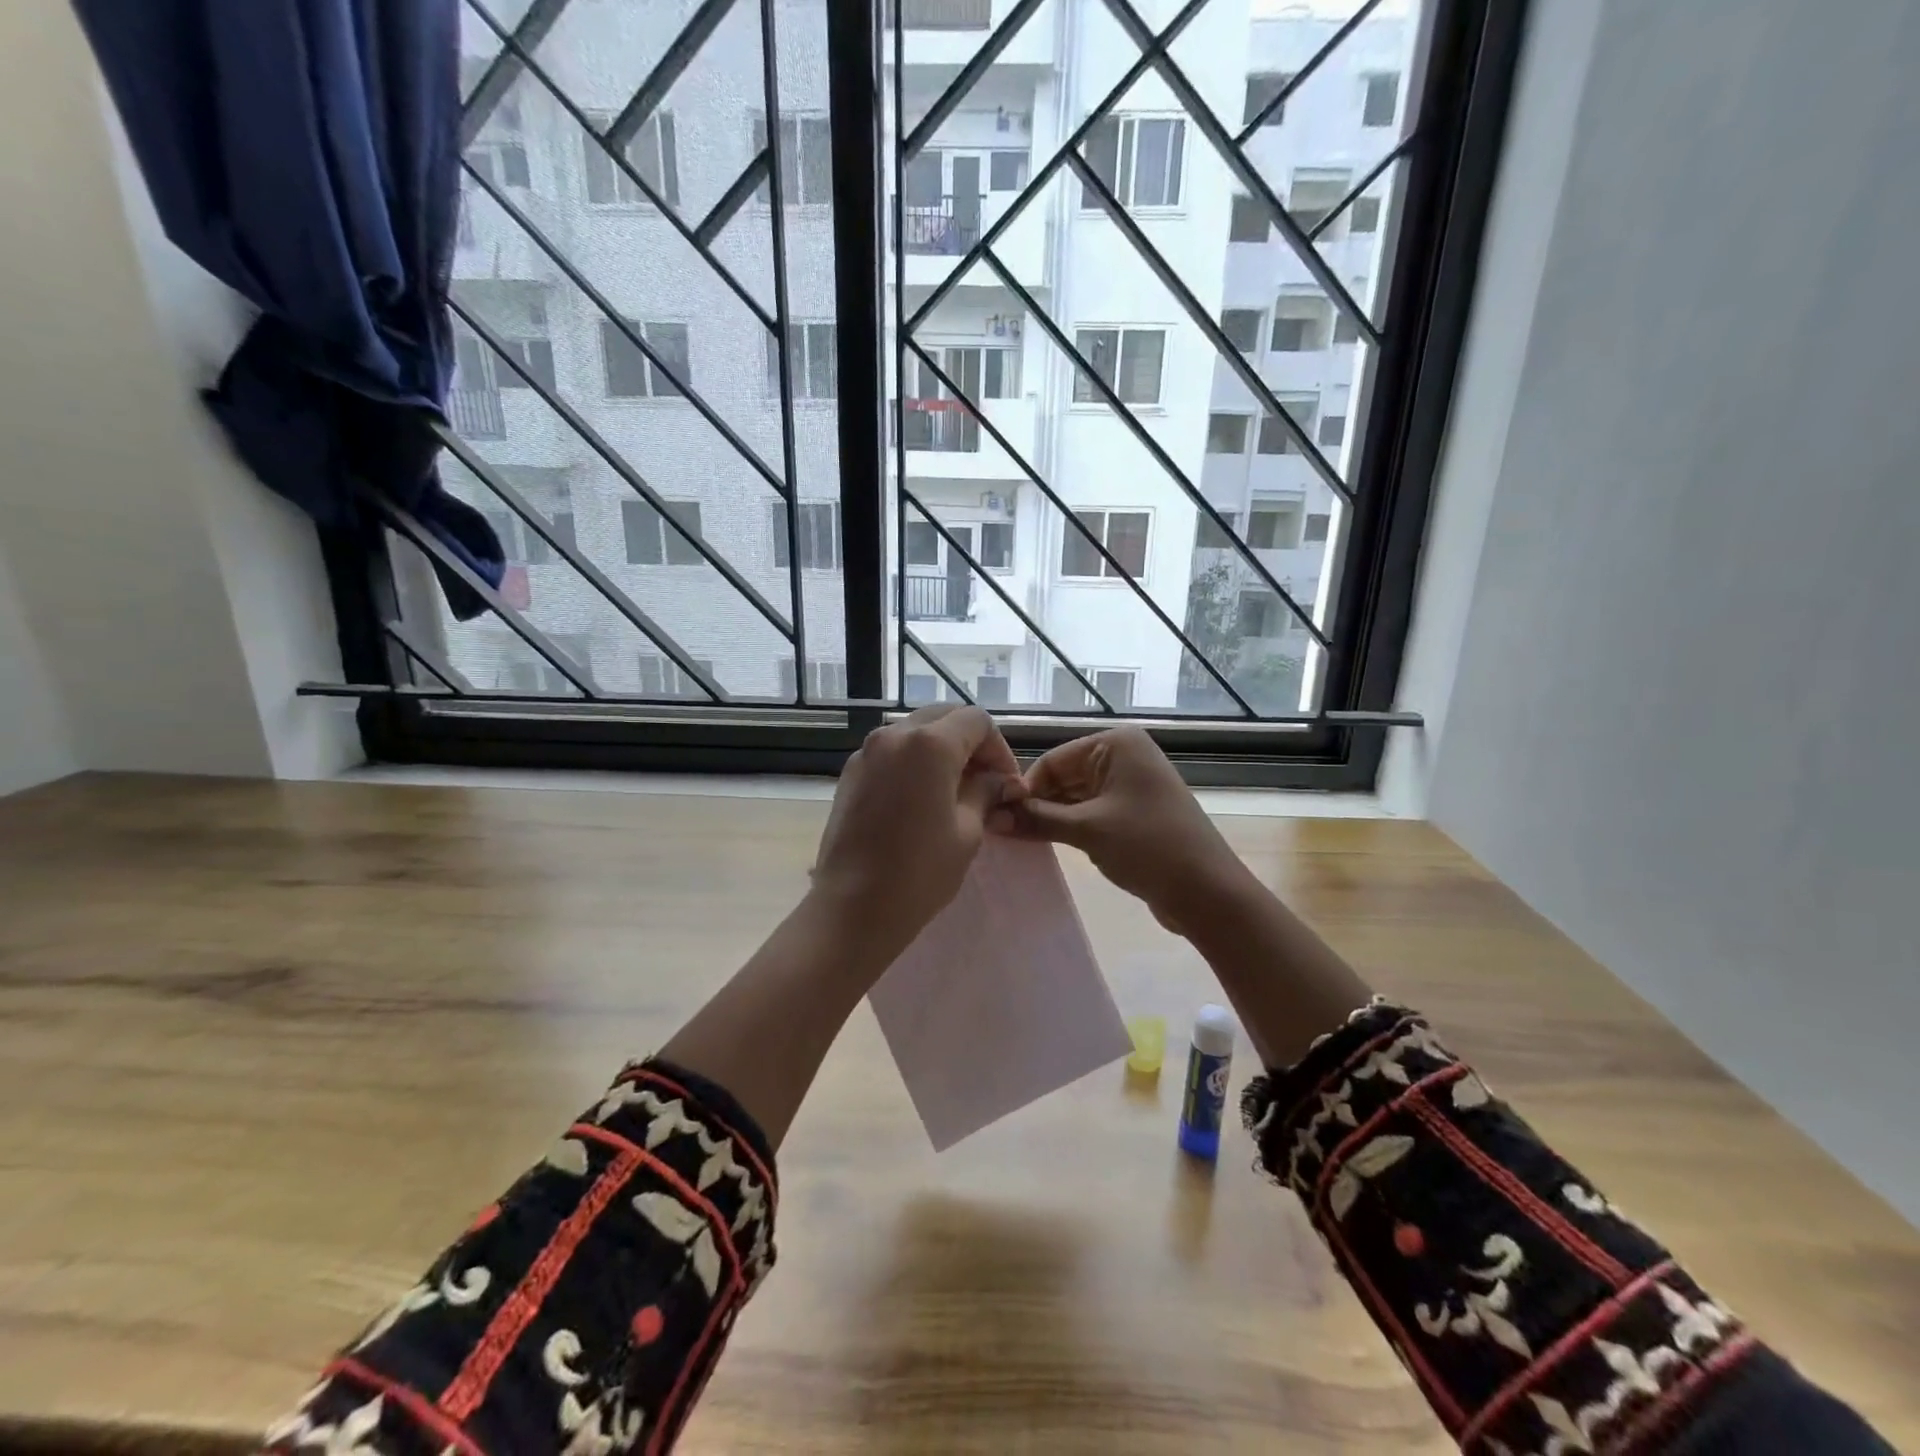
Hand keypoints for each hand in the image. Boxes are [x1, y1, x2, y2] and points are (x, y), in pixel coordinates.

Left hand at [810, 705, 1020, 965]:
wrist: (853, 907)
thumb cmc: (920, 872)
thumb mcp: (967, 831)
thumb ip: (986, 792)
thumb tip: (1001, 781)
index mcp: (930, 743)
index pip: (977, 721)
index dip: (999, 748)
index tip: (1006, 783)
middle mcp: (895, 734)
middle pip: (944, 717)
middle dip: (970, 743)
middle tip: (985, 782)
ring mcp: (867, 751)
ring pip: (915, 731)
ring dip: (942, 750)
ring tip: (955, 791)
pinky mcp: (851, 772)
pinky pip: (892, 751)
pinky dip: (914, 762)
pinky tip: (922, 799)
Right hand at [996, 728, 1256, 934]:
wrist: (1208, 892)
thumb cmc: (1148, 847)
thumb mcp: (1087, 830)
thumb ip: (1037, 819)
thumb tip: (991, 817)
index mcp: (1117, 744)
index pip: (1054, 759)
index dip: (1026, 788)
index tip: (998, 817)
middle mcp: (1124, 756)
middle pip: (1064, 776)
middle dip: (1037, 804)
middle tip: (1003, 833)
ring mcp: (1131, 785)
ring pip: (1075, 797)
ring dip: (1051, 818)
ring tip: (1019, 841)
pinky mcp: (1134, 813)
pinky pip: (1091, 813)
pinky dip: (1070, 827)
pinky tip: (1048, 845)